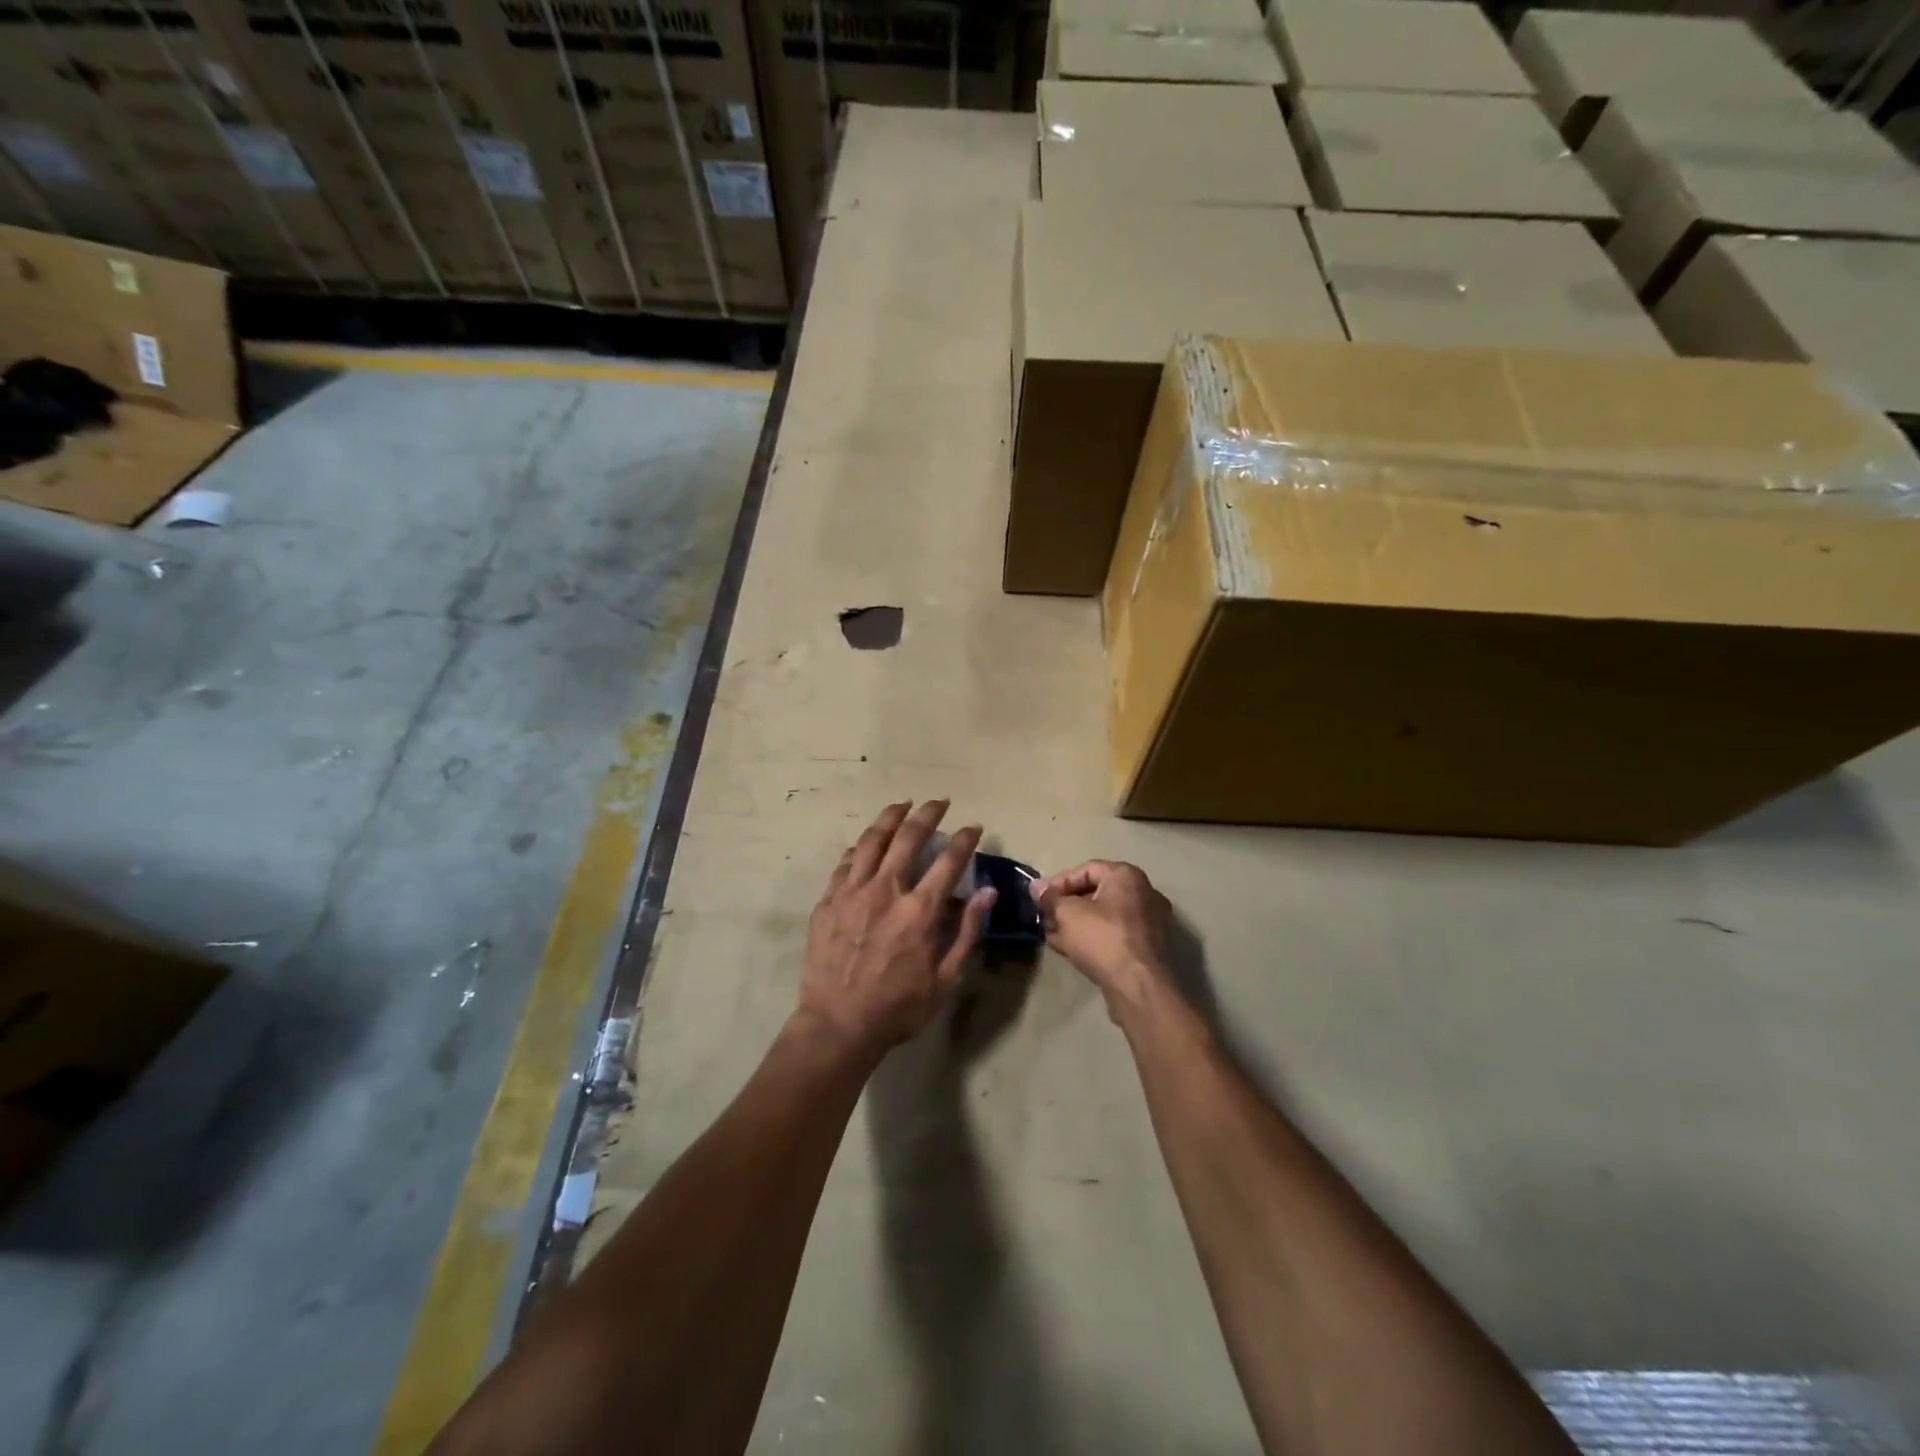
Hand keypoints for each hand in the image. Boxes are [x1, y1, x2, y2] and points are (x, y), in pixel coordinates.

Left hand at [799, 800, 995, 1058]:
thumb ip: (967, 931)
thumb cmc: (898, 1007)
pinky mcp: (828, 900)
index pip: (948, 860)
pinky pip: (845, 862)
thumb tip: (987, 892)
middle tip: (939, 802)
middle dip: (928, 814)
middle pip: (908, 837)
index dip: (965, 839)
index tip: (974, 827)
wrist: (837, 1024)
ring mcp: (851, 892)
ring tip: (903, 805)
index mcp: (918, 911)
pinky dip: (861, 847)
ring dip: (890, 817)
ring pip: (872, 840)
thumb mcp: (945, 978)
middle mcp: (885, 891)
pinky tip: (867, 843)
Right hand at [1030, 860, 1171, 1013]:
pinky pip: (1114, 934)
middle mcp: (1143, 893)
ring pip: (1104, 916)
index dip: (1059, 882)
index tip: (1040, 898)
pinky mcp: (1147, 947)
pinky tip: (1069, 948)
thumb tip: (1036, 886)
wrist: (1138, 985)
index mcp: (1126, 876)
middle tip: (1045, 916)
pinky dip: (1092, 937)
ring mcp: (1149, 921)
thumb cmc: (1102, 938)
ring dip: (1076, 923)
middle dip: (1067, 904)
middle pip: (1096, 892)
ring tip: (1052, 934)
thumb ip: (1050, 898)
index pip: (1086, 869)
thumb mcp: (1068, 914)